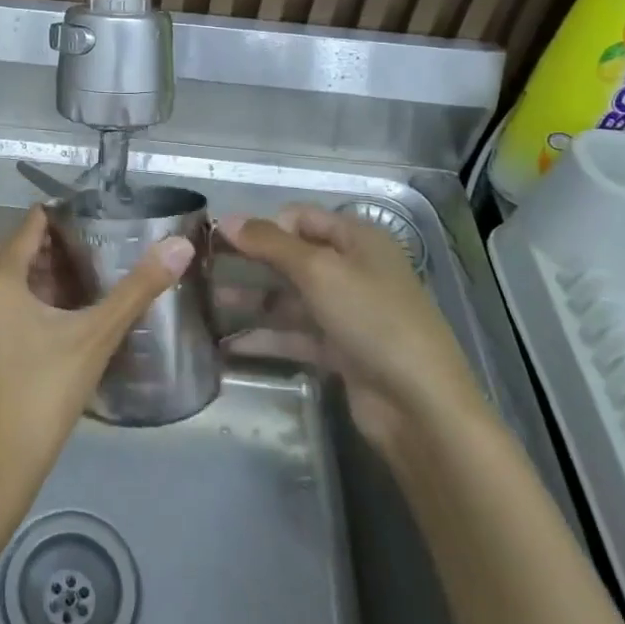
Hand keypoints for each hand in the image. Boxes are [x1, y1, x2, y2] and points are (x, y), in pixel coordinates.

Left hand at [0, 205, 193, 488]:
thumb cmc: (46, 393)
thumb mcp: (97, 338)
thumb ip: (137, 289)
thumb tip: (179, 245)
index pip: (25, 230)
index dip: (51, 224)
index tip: (76, 227)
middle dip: (25, 252)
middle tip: (61, 269)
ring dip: (3, 283)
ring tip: (42, 303)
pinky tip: (12, 341)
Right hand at [218, 205, 484, 450]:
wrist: (420, 405)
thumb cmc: (372, 319)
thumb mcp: (319, 271)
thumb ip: (270, 243)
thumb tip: (226, 218)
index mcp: (358, 240)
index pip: (301, 218)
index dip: (262, 225)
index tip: (220, 239)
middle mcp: (354, 270)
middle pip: (293, 257)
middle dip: (251, 262)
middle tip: (204, 268)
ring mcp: (348, 313)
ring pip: (290, 298)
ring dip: (252, 300)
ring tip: (207, 304)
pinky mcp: (341, 351)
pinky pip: (296, 336)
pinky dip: (266, 337)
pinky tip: (229, 344)